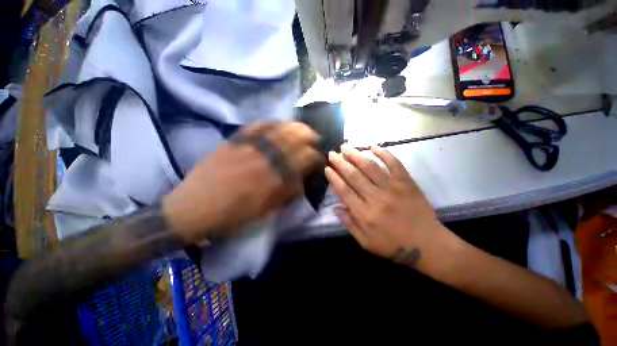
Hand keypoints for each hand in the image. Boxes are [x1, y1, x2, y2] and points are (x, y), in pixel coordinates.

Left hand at [163, 121, 321, 242]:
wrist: (194, 208)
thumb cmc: (232, 215)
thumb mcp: (264, 211)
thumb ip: (286, 194)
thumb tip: (302, 181)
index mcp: (274, 178)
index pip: (303, 160)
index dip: (315, 156)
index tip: (319, 157)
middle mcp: (265, 158)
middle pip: (293, 139)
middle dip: (308, 136)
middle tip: (314, 137)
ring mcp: (248, 146)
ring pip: (278, 129)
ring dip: (294, 126)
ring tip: (302, 127)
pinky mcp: (234, 141)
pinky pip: (255, 126)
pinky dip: (270, 122)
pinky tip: (277, 123)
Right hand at [325, 147, 448, 266]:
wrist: (428, 245)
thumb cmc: (393, 246)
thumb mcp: (366, 242)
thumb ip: (349, 224)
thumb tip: (335, 207)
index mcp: (364, 214)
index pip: (344, 190)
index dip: (334, 178)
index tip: (327, 168)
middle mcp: (376, 198)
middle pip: (354, 176)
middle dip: (340, 163)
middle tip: (332, 153)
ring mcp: (393, 188)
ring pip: (370, 167)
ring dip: (356, 155)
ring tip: (346, 147)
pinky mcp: (407, 183)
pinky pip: (394, 164)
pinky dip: (384, 154)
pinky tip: (373, 146)